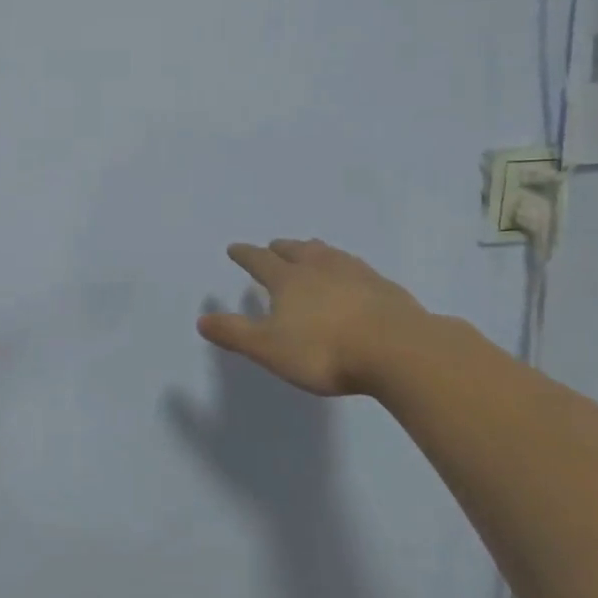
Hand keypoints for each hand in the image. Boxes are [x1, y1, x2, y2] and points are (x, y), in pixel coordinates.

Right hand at [197, 239, 429, 398]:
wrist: (397, 350)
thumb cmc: (324, 351)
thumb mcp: (269, 348)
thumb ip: (235, 333)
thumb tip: (201, 319)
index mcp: (289, 280)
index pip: (260, 261)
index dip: (245, 255)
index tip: (234, 248)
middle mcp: (320, 268)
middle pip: (297, 250)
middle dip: (282, 248)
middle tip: (274, 246)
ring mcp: (356, 274)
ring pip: (329, 254)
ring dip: (315, 250)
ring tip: (312, 250)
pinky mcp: (384, 287)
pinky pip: (357, 268)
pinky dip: (345, 267)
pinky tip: (353, 276)